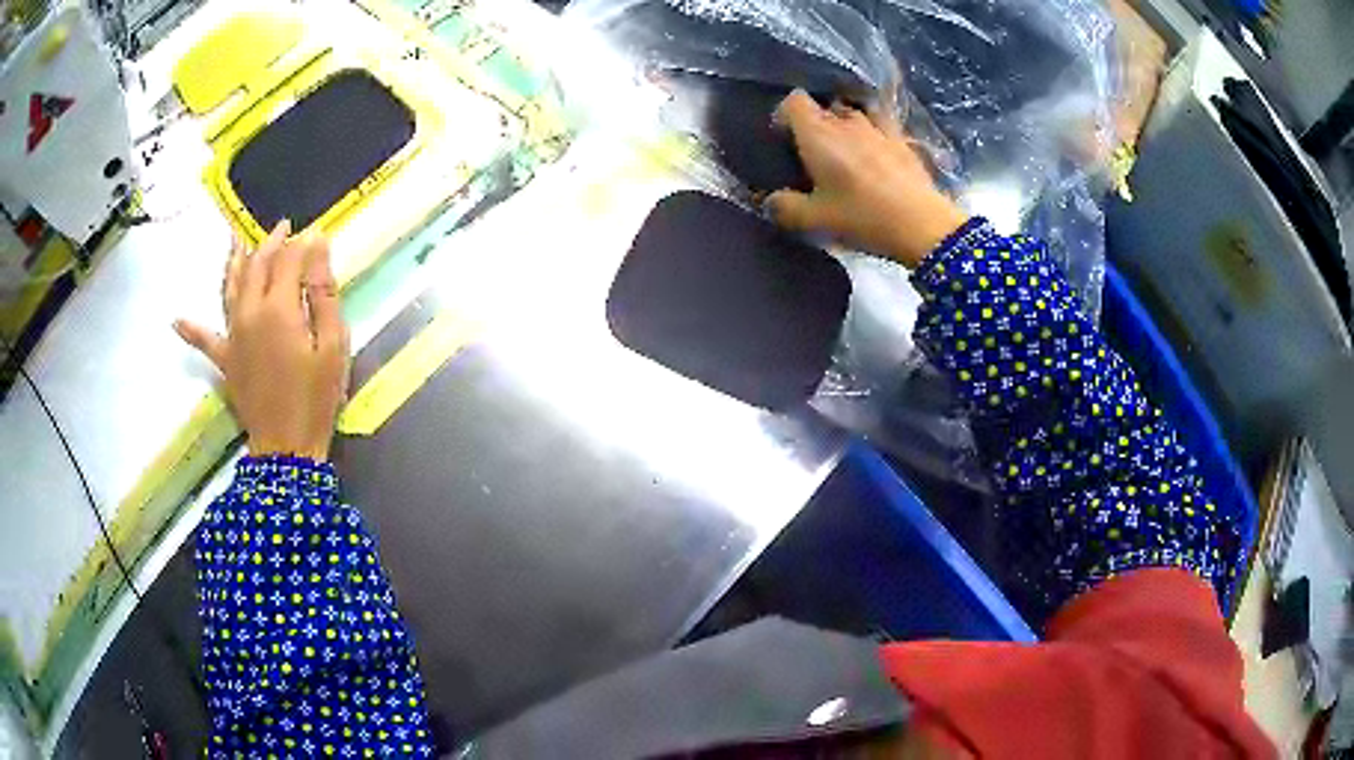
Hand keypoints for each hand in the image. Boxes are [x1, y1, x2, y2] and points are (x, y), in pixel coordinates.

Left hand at [175, 221, 348, 460]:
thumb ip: (322, 292)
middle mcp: (249, 312)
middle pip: (257, 265)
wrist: (287, 448)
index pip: (288, 259)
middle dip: (271, 242)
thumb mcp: (333, 343)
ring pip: (230, 287)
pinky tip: (177, 321)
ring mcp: (232, 335)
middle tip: (284, 228)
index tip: (315, 234)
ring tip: (235, 239)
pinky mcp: (224, 359)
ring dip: (234, 261)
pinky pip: (203, 340)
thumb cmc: (317, 396)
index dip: (302, 243)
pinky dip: (191, 329)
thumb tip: (317, 244)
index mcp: (278, 307)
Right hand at [767, 90, 967, 268]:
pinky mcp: (904, 142)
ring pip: (855, 115)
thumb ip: (786, 208)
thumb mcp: (815, 220)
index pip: (794, 101)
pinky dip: (875, 135)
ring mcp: (879, 129)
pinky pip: (882, 127)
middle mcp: (846, 122)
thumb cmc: (862, 216)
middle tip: (814, 152)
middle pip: (825, 107)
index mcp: (818, 133)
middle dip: (816, 123)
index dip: (785, 114)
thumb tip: (769, 202)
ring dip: (847, 127)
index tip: (784, 137)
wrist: (922, 224)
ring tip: (846, 151)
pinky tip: (877, 154)